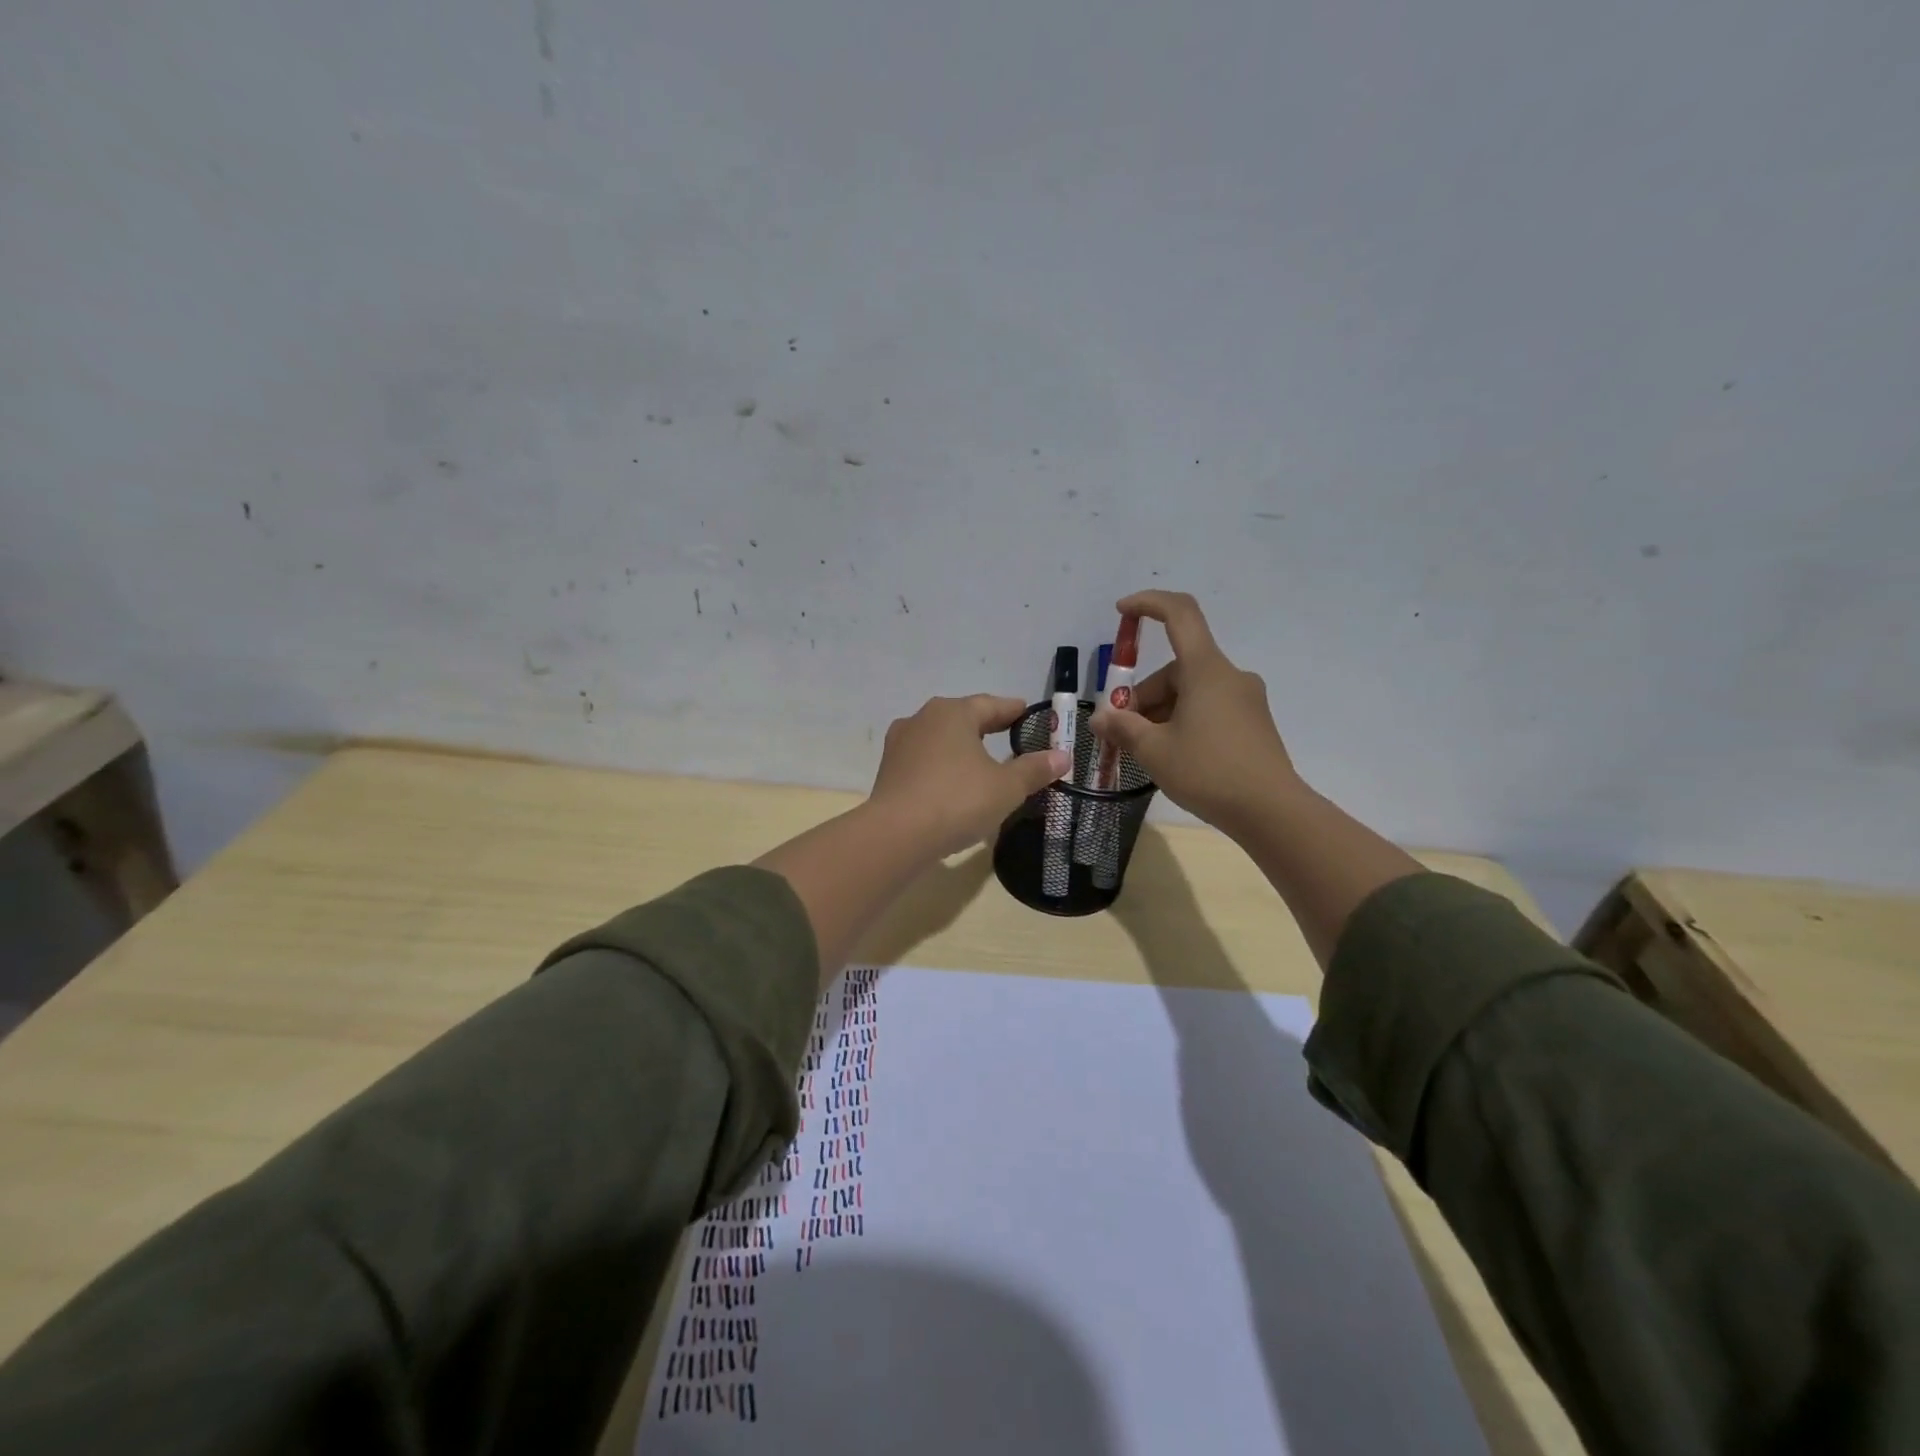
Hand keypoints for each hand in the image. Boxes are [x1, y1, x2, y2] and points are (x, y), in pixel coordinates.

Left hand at [869, 695, 1067, 857]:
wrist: (896, 834)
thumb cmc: (957, 800)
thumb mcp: (1006, 787)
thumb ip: (1034, 770)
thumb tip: (1062, 756)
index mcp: (953, 712)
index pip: (990, 705)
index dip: (1012, 710)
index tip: (1026, 713)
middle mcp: (923, 719)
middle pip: (962, 718)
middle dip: (985, 727)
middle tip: (1008, 734)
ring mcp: (900, 744)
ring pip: (939, 739)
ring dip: (960, 748)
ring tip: (980, 761)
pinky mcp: (888, 771)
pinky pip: (924, 761)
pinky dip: (942, 767)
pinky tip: (952, 783)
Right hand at [1089, 591, 1302, 833]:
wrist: (1271, 812)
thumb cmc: (1208, 772)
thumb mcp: (1154, 750)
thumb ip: (1123, 728)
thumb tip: (1100, 718)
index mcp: (1205, 670)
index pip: (1179, 614)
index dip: (1149, 603)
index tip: (1122, 611)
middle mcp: (1229, 676)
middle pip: (1176, 668)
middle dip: (1144, 695)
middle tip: (1122, 732)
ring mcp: (1246, 700)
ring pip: (1192, 692)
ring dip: (1162, 712)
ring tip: (1146, 751)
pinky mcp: (1253, 724)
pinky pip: (1210, 708)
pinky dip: (1185, 721)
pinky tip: (1174, 755)